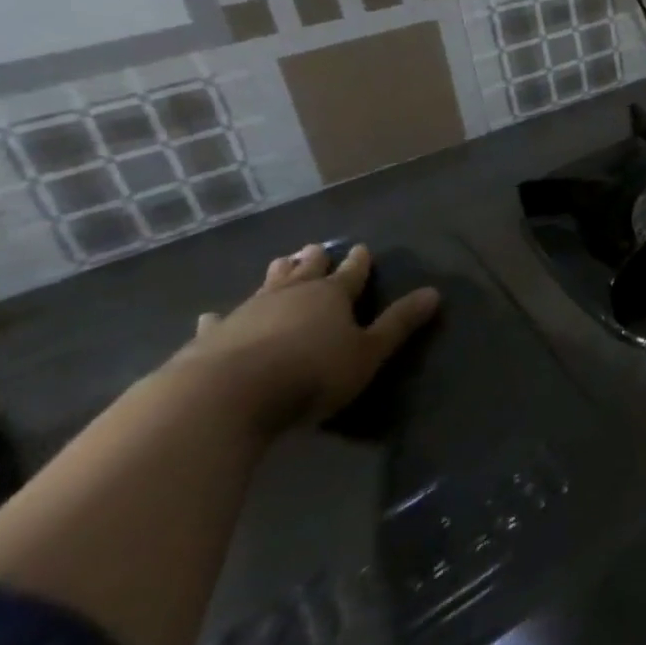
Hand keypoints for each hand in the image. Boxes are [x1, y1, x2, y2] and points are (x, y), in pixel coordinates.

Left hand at [170, 243, 438, 436]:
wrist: (226, 396)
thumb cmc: (311, 372)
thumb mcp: (368, 352)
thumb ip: (398, 324)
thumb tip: (434, 292)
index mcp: (331, 296)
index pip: (351, 273)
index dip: (359, 263)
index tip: (362, 248)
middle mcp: (290, 295)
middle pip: (306, 272)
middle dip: (314, 261)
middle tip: (315, 248)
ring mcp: (248, 313)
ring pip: (267, 287)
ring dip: (276, 275)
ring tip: (281, 262)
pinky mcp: (212, 338)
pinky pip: (220, 322)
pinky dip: (220, 318)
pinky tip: (212, 316)